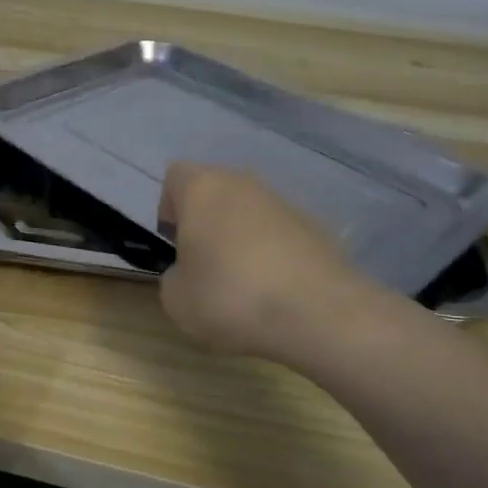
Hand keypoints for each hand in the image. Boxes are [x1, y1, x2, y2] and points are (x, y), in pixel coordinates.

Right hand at [156, 161, 369, 362]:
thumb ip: (174, 276)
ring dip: (241, 236)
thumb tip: (190, 272)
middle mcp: (244, 183)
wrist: (317, 312)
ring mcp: (284, 202)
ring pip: (250, 210)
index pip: (175, 176)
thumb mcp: (176, 299)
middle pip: (216, 190)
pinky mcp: (317, 226)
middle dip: (207, 220)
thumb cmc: (230, 296)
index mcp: (202, 188)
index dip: (169, 206)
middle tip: (204, 262)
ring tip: (242, 282)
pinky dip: (273, 252)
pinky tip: (275, 289)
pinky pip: (280, 232)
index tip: (174, 241)